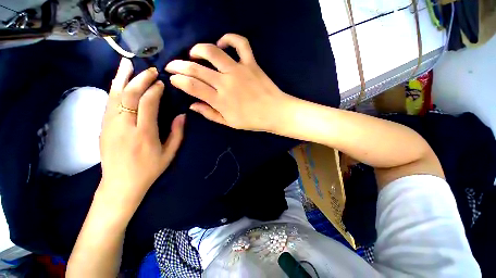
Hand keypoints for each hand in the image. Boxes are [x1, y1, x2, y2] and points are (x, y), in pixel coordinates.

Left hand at [99, 58, 184, 212]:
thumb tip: (182, 115)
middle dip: (140, 80)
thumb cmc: (149, 169)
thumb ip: (177, 133)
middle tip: (150, 70)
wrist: (120, 184)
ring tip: (128, 64)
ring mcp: (110, 125)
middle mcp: (125, 126)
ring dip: (122, 78)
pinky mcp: (103, 127)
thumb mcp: (169, 153)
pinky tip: (117, 80)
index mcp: (144, 134)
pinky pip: (108, 103)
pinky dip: (113, 89)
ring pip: (114, 95)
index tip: (161, 83)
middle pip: (130, 95)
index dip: (154, 90)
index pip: (147, 104)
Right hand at [165, 33, 293, 131]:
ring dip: (198, 49)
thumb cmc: (252, 121)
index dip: (178, 80)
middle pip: (196, 68)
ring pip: (212, 51)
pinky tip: (222, 42)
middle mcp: (226, 82)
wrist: (274, 112)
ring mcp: (238, 70)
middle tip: (173, 65)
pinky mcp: (251, 63)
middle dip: (179, 65)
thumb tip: (192, 106)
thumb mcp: (229, 123)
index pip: (191, 86)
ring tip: (193, 53)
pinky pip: (240, 43)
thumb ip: (210, 114)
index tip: (173, 79)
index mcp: (220, 100)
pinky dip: (230, 38)